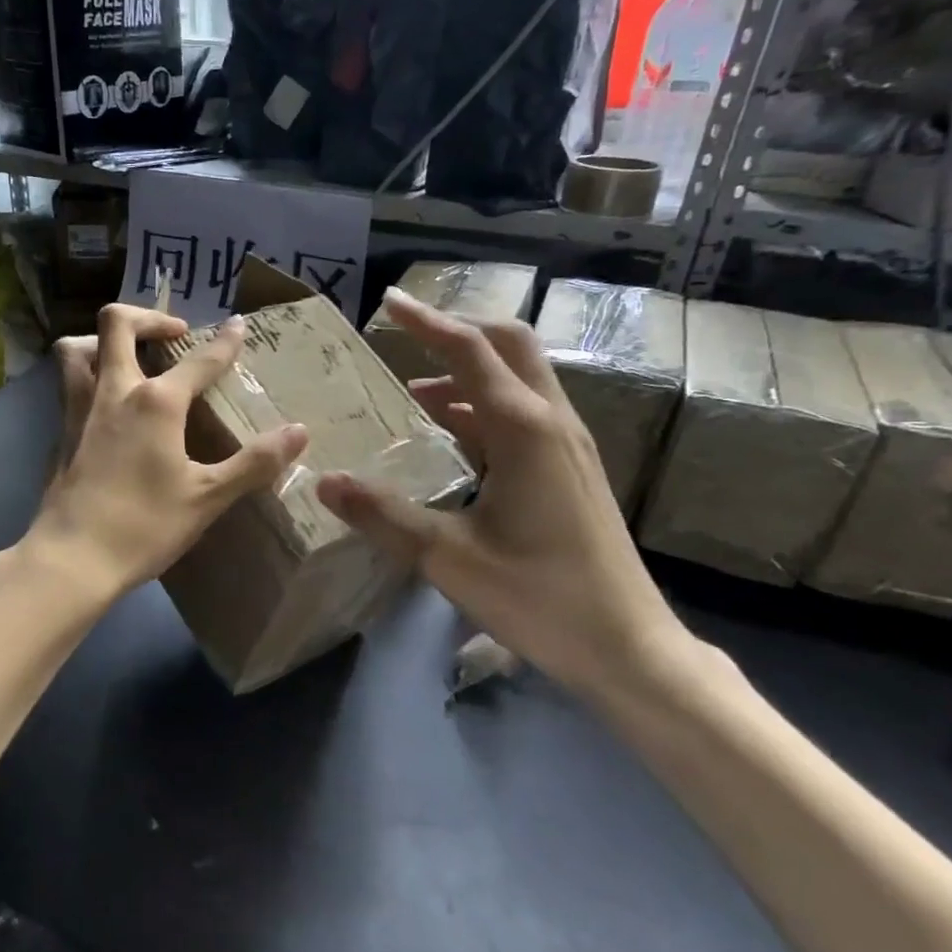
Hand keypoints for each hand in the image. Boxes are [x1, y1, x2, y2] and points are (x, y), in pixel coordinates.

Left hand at [27, 303, 308, 602]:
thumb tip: (299, 431)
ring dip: (103, 339)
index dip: (224, 342)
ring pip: (78, 348)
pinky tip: (106, 403)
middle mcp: (113, 392)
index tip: (238, 325)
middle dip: (149, 318)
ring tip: (127, 355)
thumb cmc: (144, 526)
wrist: (72, 558)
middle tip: (175, 335)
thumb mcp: (208, 497)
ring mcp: (79, 409)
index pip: (199, 361)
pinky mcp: (60, 432)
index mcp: (156, 403)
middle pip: (117, 323)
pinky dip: (88, 374)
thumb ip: (254, 462)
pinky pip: (68, 382)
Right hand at [315, 289, 689, 695]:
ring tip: (416, 394)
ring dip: (469, 374)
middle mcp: (552, 423)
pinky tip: (455, 438)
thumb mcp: (447, 558)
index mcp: (524, 430)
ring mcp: (568, 446)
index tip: (388, 304)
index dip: (427, 323)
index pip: (470, 352)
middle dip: (458, 333)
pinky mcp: (572, 470)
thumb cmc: (539, 597)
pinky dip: (485, 407)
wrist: (627, 646)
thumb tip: (324, 482)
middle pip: (509, 347)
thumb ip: (383, 516)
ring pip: (520, 380)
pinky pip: (525, 415)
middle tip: (408, 339)